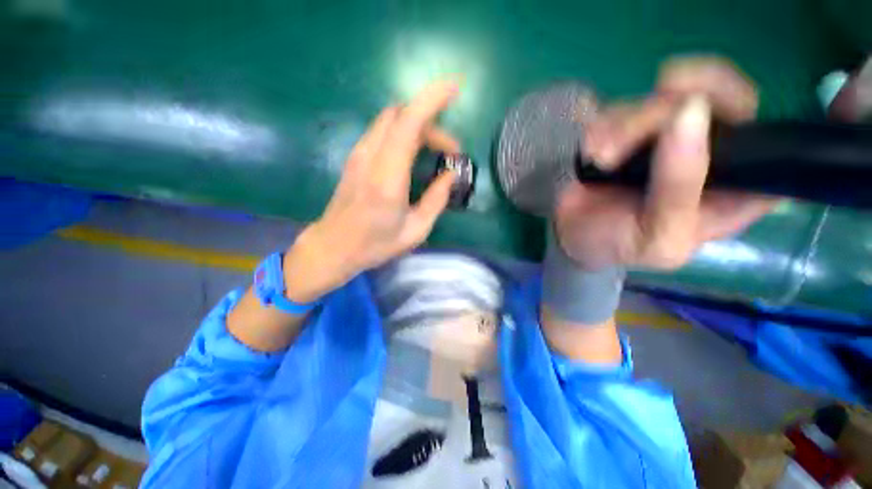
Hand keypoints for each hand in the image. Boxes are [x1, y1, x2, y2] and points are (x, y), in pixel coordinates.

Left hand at [284, 81, 461, 301]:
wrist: (333, 246)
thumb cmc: (375, 244)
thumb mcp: (415, 230)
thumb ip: (436, 200)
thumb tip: (451, 175)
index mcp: (387, 178)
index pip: (408, 124)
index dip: (432, 100)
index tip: (454, 89)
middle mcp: (370, 158)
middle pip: (401, 115)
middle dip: (432, 122)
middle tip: (450, 151)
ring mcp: (359, 154)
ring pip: (391, 120)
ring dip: (418, 127)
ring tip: (435, 151)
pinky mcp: (355, 157)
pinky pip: (383, 131)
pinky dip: (404, 132)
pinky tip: (413, 154)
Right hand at [554, 56, 777, 270]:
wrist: (572, 237)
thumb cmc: (619, 245)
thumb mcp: (656, 236)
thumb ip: (679, 189)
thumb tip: (691, 114)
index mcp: (735, 188)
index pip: (769, 136)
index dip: (742, 109)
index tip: (698, 106)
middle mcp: (711, 154)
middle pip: (719, 96)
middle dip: (669, 107)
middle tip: (630, 130)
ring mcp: (669, 136)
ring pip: (663, 98)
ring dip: (624, 125)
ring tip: (600, 159)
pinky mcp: (632, 131)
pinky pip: (624, 108)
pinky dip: (603, 127)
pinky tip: (591, 153)